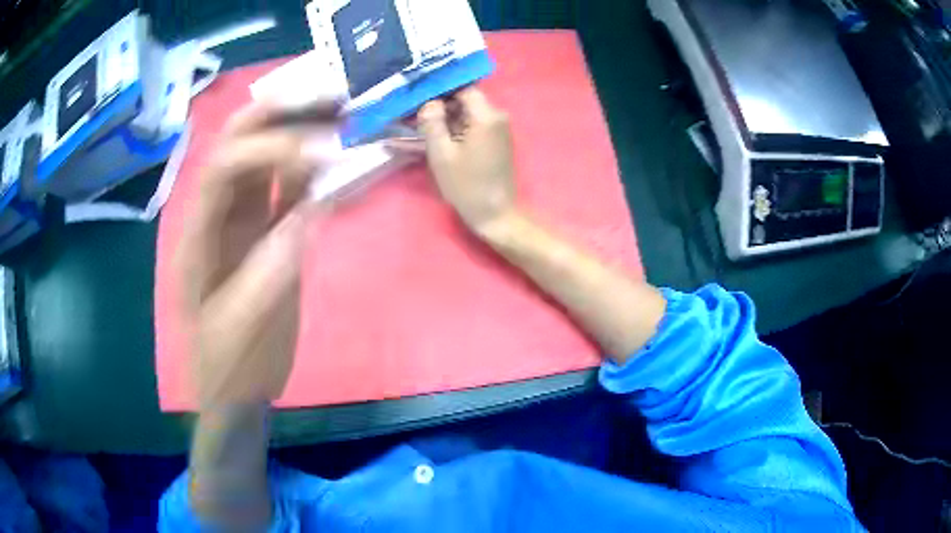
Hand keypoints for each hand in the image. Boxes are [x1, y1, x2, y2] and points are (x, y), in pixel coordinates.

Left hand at [175, 100, 337, 408]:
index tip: (319, 154)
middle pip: (234, 144)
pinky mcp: (260, 234)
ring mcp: (238, 222)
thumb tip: (307, 214)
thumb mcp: (241, 330)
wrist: (233, 389)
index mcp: (197, 236)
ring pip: (261, 160)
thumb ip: (268, 272)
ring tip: (340, 114)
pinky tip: (333, 160)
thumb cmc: (228, 366)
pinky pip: (282, 191)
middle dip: (277, 115)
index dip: (267, 149)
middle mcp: (214, 215)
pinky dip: (307, 171)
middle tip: (328, 99)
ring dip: (297, 133)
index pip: (223, 168)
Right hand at [416, 88, 517, 234]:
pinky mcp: (496, 140)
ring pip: (468, 114)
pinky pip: (473, 126)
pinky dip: (456, 129)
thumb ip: (432, 123)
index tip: (419, 100)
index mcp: (486, 116)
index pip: (462, 89)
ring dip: (446, 119)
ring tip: (420, 129)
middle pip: (465, 101)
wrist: (495, 214)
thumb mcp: (441, 154)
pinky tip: (436, 138)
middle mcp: (497, 116)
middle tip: (415, 117)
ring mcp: (499, 129)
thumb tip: (429, 102)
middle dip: (440, 106)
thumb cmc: (466, 186)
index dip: (440, 92)